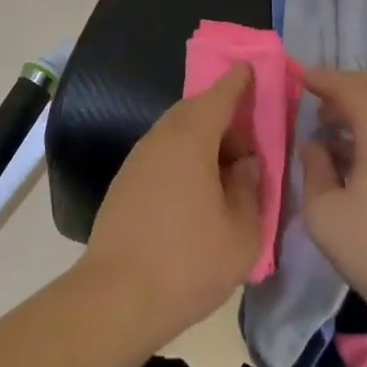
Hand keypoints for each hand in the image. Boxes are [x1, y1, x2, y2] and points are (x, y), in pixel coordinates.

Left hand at [79, 65, 263, 350]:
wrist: (115, 299)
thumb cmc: (187, 262)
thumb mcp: (241, 233)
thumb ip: (251, 189)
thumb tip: (247, 164)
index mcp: (191, 137)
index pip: (219, 95)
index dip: (238, 81)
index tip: (251, 68)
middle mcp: (161, 137)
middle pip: (196, 110)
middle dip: (224, 116)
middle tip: (250, 141)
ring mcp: (138, 159)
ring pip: (178, 133)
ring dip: (204, 141)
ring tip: (227, 173)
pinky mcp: (125, 182)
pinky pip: (163, 154)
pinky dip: (185, 158)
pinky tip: (198, 192)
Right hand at [299, 67, 366, 334]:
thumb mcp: (325, 213)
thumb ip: (313, 169)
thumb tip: (314, 145)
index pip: (350, 87)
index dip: (323, 78)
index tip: (300, 77)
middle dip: (345, 86)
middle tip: (316, 97)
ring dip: (361, 108)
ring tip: (331, 126)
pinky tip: (356, 155)